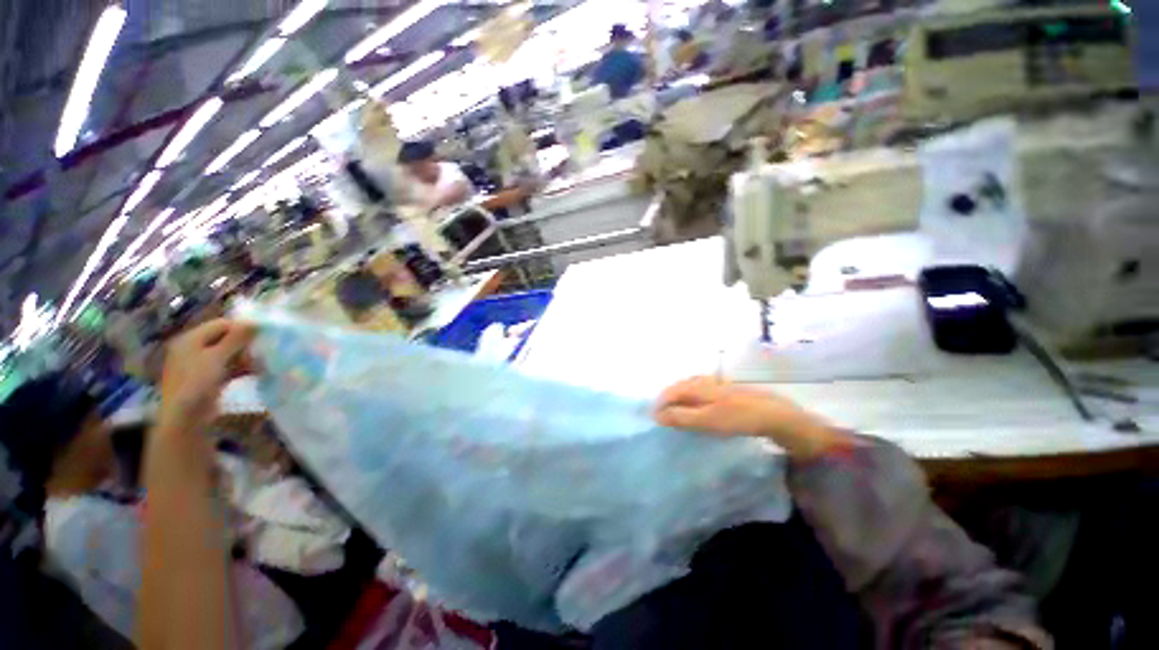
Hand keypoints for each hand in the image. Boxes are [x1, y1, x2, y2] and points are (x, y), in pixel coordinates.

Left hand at [159, 319, 254, 431]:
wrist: (185, 418)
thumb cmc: (197, 382)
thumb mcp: (217, 357)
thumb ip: (236, 338)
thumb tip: (256, 322)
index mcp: (190, 339)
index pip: (221, 324)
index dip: (242, 327)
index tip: (262, 335)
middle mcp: (193, 348)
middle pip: (225, 338)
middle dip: (245, 344)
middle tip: (262, 351)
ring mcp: (199, 365)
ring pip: (228, 353)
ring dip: (245, 357)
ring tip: (261, 363)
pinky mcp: (207, 379)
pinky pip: (227, 366)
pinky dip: (241, 367)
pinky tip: (255, 372)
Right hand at [654, 376, 843, 459]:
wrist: (774, 414)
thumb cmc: (737, 418)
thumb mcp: (706, 420)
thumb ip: (681, 417)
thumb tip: (657, 415)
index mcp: (696, 385)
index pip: (670, 392)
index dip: (659, 404)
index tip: (653, 419)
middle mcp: (703, 380)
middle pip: (678, 387)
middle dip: (667, 399)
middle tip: (661, 416)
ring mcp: (715, 383)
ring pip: (689, 387)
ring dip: (679, 398)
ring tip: (675, 412)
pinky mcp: (725, 389)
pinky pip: (699, 390)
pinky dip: (691, 398)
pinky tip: (696, 406)